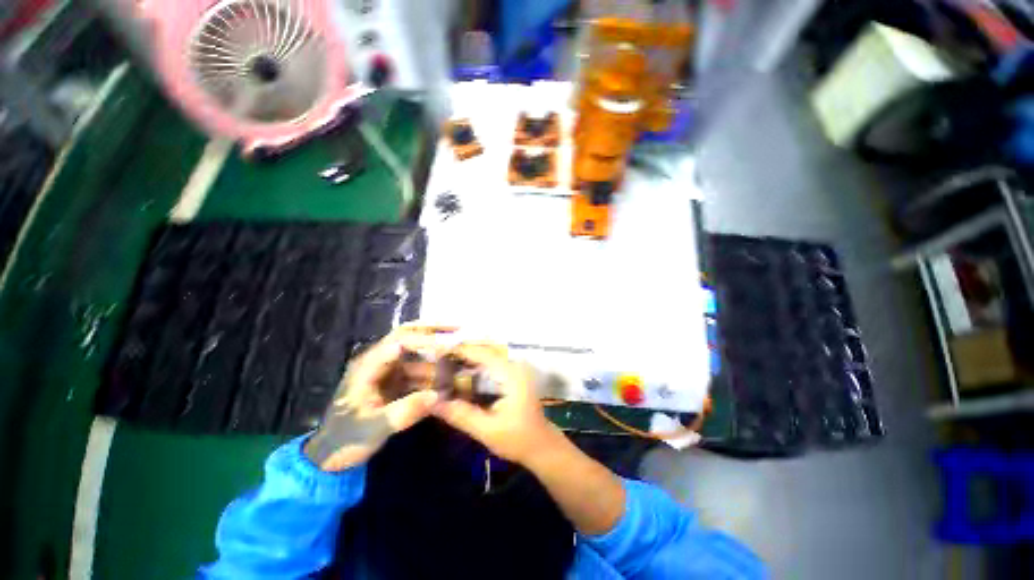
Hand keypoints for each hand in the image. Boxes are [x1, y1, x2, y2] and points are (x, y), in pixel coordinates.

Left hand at [303, 325, 448, 471]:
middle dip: (433, 330)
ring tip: (459, 351)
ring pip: (415, 352)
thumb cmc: (347, 439)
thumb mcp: (375, 427)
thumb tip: (437, 395)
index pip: (400, 341)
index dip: (425, 340)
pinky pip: (417, 369)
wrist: (331, 455)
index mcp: (368, 365)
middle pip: (407, 335)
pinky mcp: (394, 381)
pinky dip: (433, 369)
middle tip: (459, 328)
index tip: (449, 345)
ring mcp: (387, 370)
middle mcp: (379, 361)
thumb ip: (405, 411)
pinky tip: (448, 374)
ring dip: (436, 350)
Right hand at [432, 342, 562, 465]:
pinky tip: (461, 375)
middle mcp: (514, 366)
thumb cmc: (518, 438)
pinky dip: (476, 367)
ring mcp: (515, 370)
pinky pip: (491, 364)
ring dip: (468, 359)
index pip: (483, 353)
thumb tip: (432, 403)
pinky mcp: (513, 376)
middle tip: (437, 359)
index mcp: (511, 374)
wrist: (542, 445)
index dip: (460, 350)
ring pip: (488, 356)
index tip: (438, 352)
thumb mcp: (487, 430)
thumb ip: (461, 415)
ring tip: (445, 364)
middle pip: (484, 351)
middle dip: (462, 353)